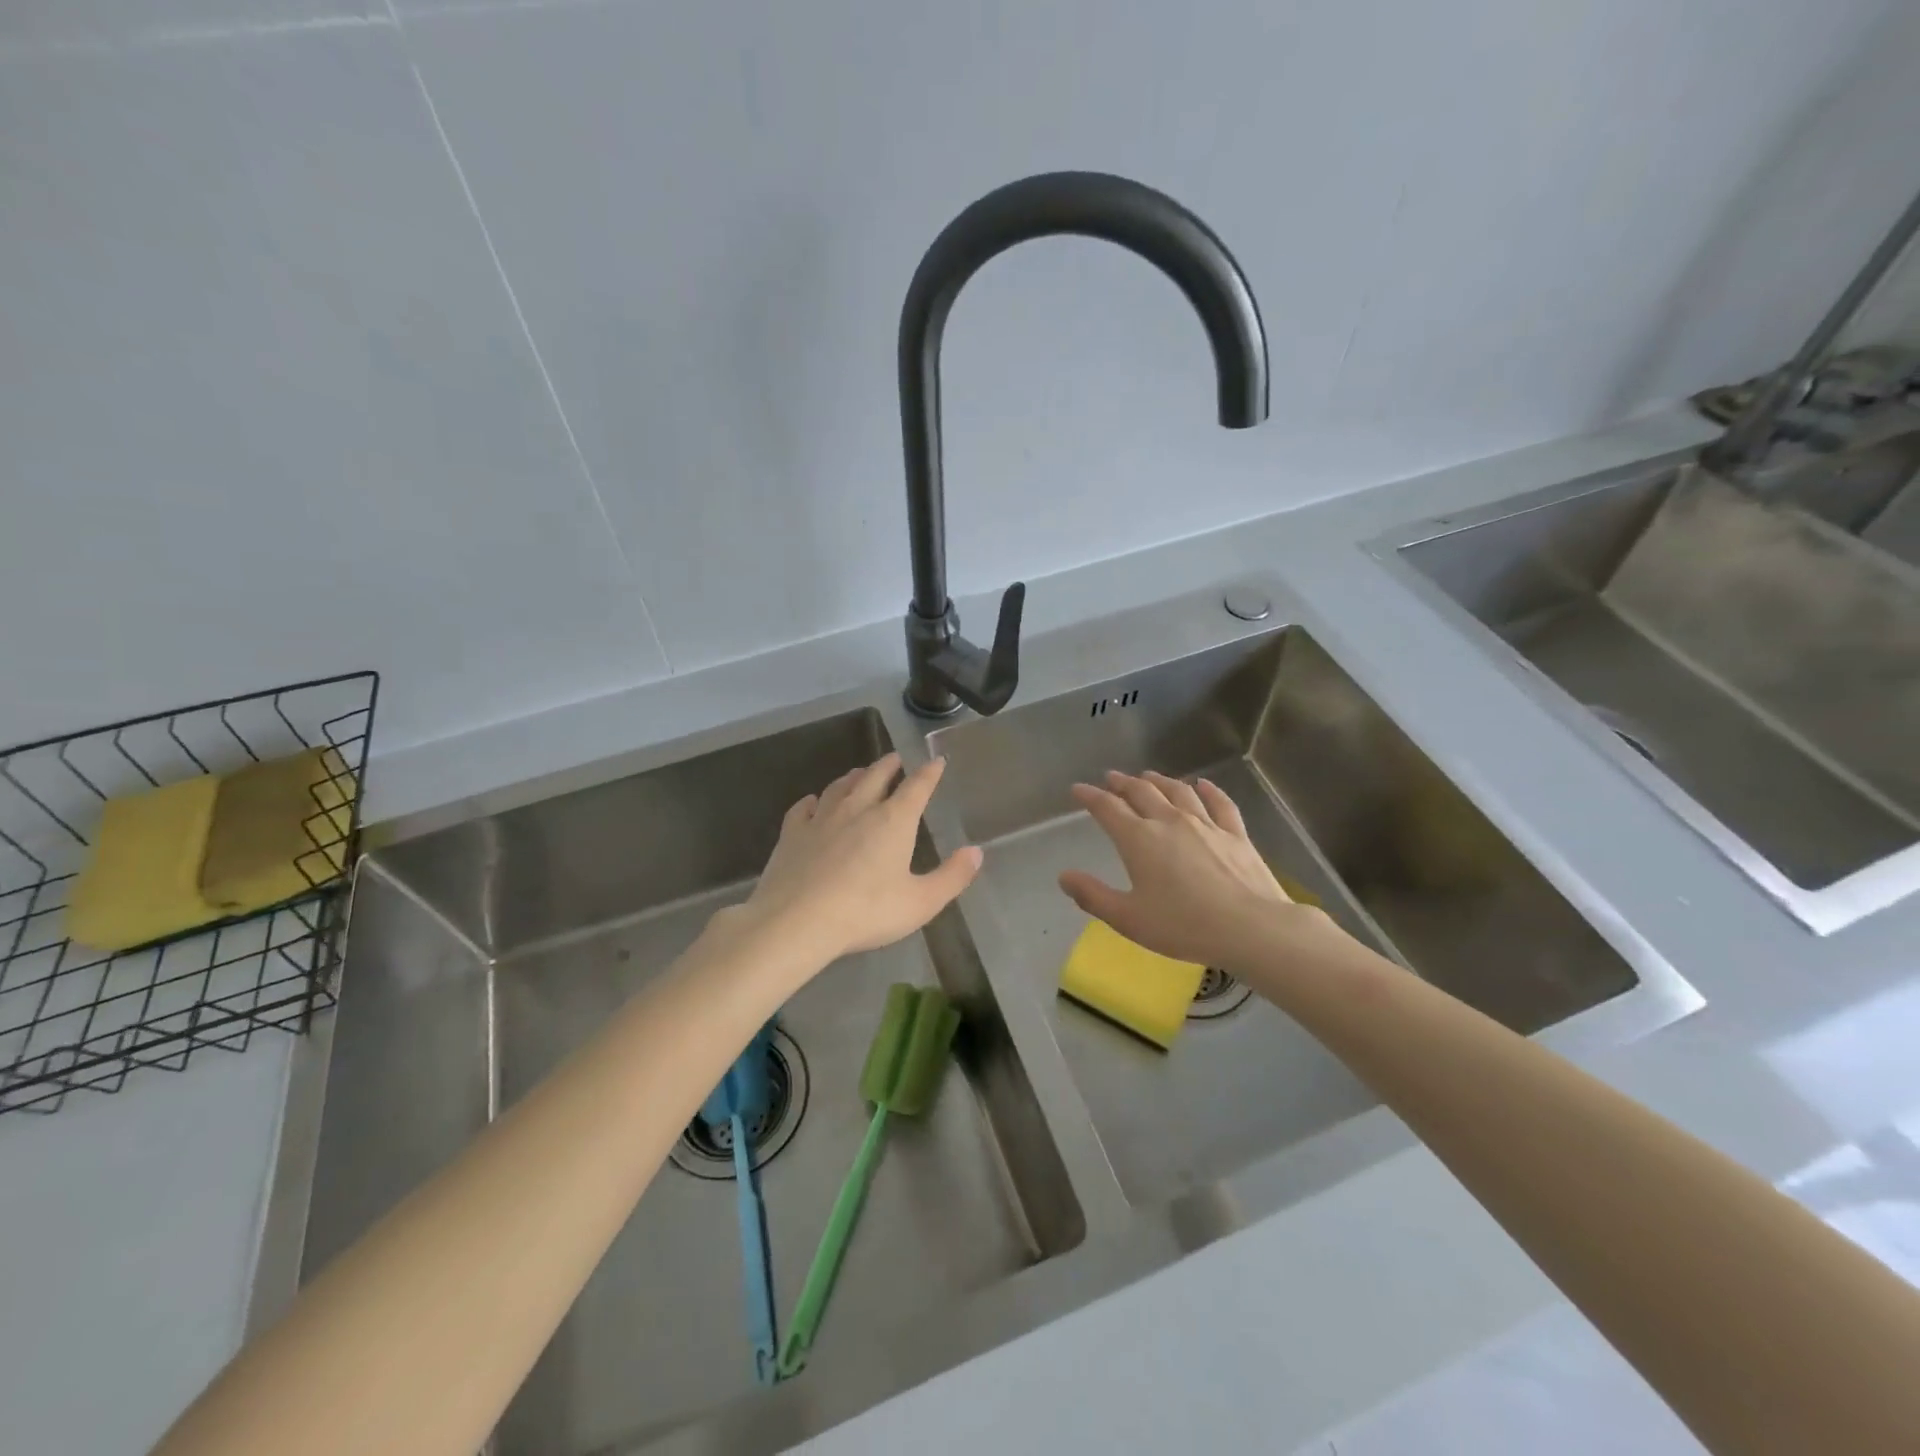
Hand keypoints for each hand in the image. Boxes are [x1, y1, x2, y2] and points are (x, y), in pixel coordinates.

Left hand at [727, 753, 982, 967]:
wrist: (797, 921)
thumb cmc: (866, 912)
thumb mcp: (920, 902)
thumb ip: (952, 876)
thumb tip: (976, 852)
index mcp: (893, 821)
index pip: (916, 787)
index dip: (929, 773)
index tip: (936, 761)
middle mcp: (858, 809)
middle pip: (875, 777)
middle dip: (889, 766)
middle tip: (895, 759)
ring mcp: (821, 819)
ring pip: (840, 787)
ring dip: (853, 777)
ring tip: (859, 772)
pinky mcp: (792, 834)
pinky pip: (803, 808)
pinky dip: (812, 801)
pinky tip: (812, 802)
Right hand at [1059, 770, 1322, 971]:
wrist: (1251, 928)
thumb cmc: (1183, 926)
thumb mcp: (1128, 918)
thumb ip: (1093, 896)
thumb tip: (1064, 877)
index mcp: (1139, 839)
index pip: (1108, 808)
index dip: (1090, 796)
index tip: (1078, 789)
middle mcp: (1169, 821)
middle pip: (1141, 792)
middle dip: (1122, 783)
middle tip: (1111, 778)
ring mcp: (1205, 824)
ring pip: (1177, 791)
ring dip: (1159, 780)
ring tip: (1148, 775)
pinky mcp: (1235, 833)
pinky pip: (1219, 802)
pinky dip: (1208, 789)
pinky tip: (1202, 784)